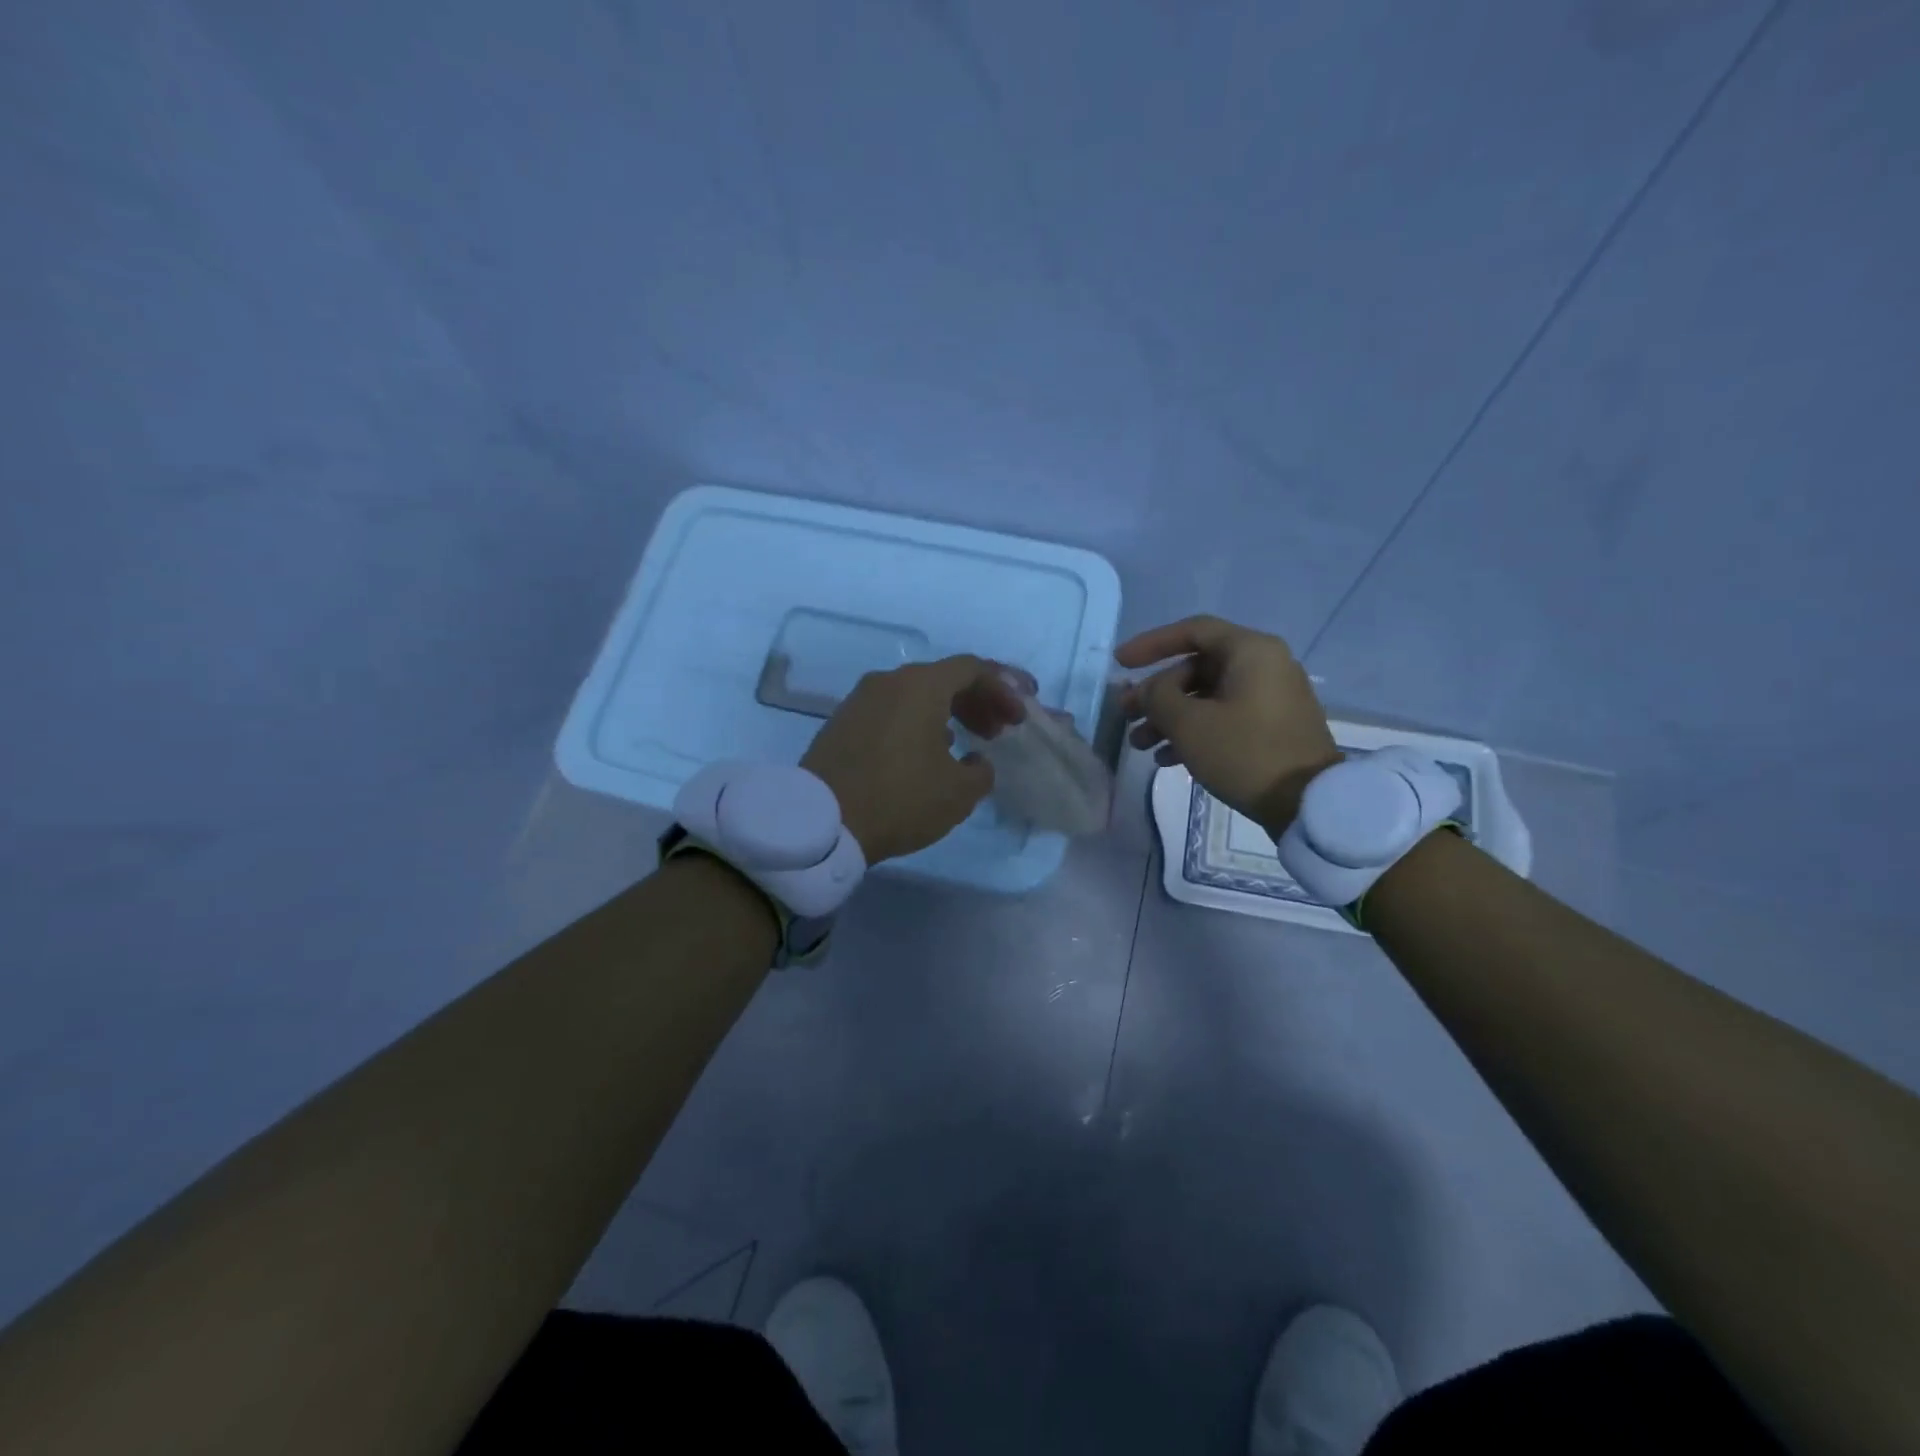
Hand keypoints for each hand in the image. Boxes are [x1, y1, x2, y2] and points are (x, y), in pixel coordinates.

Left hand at [802, 656, 1029, 863]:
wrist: (821, 822)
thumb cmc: (899, 799)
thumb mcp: (958, 792)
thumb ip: (981, 770)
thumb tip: (976, 760)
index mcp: (920, 686)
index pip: (972, 668)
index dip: (1004, 688)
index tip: (1021, 716)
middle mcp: (888, 681)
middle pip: (943, 678)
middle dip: (978, 700)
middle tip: (999, 729)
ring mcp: (860, 700)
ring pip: (915, 694)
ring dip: (948, 712)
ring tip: (968, 741)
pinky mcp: (842, 723)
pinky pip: (892, 711)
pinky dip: (919, 722)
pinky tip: (928, 752)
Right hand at [1117, 615, 1338, 834]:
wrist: (1309, 804)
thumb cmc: (1245, 752)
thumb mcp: (1189, 724)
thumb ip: (1158, 697)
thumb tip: (1150, 689)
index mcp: (1251, 651)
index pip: (1192, 631)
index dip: (1151, 644)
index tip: (1121, 664)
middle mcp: (1265, 666)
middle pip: (1197, 668)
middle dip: (1157, 694)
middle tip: (1127, 716)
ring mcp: (1272, 698)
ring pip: (1207, 697)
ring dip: (1170, 718)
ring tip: (1140, 745)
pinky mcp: (1273, 728)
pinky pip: (1224, 717)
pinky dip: (1194, 731)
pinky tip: (1167, 759)